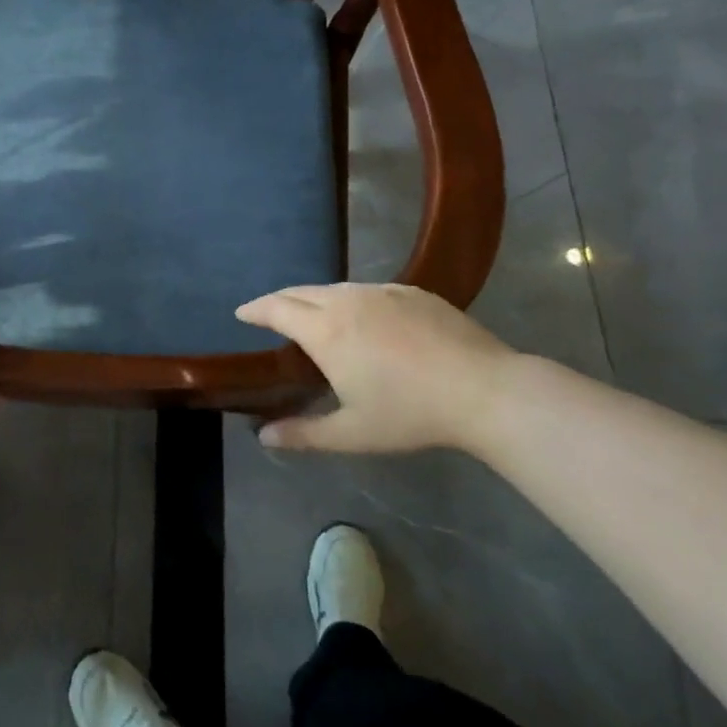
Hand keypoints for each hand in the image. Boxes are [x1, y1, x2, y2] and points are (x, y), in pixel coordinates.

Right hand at [236, 283, 518, 452]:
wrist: (484, 390)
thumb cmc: (411, 413)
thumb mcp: (352, 433)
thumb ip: (303, 434)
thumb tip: (263, 437)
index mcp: (325, 330)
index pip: (276, 308)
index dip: (255, 309)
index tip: (241, 313)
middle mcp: (346, 300)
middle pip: (300, 291)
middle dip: (279, 301)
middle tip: (269, 315)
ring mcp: (380, 291)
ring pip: (334, 288)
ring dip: (314, 299)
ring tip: (312, 317)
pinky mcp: (410, 291)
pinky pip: (366, 290)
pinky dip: (349, 299)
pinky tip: (362, 319)